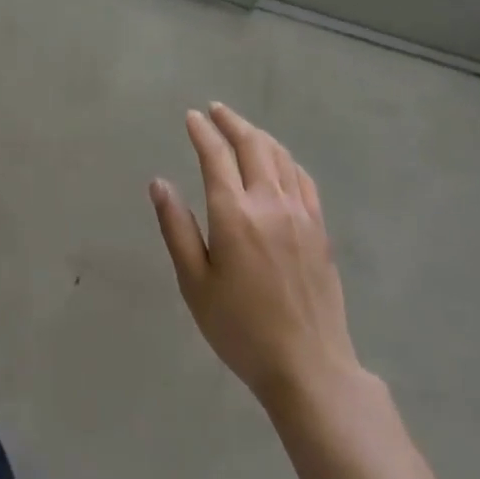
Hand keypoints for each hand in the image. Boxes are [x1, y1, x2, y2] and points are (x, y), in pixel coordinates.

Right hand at [151, 102, 361, 407]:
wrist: (308, 367)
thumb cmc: (240, 329)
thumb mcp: (195, 283)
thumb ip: (176, 228)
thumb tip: (159, 183)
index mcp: (234, 214)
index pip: (215, 156)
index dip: (202, 131)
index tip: (191, 117)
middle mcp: (269, 203)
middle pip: (252, 146)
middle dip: (231, 122)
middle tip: (214, 111)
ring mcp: (300, 214)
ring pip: (280, 156)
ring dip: (258, 135)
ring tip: (242, 129)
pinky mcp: (320, 228)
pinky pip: (303, 178)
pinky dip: (285, 159)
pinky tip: (279, 161)